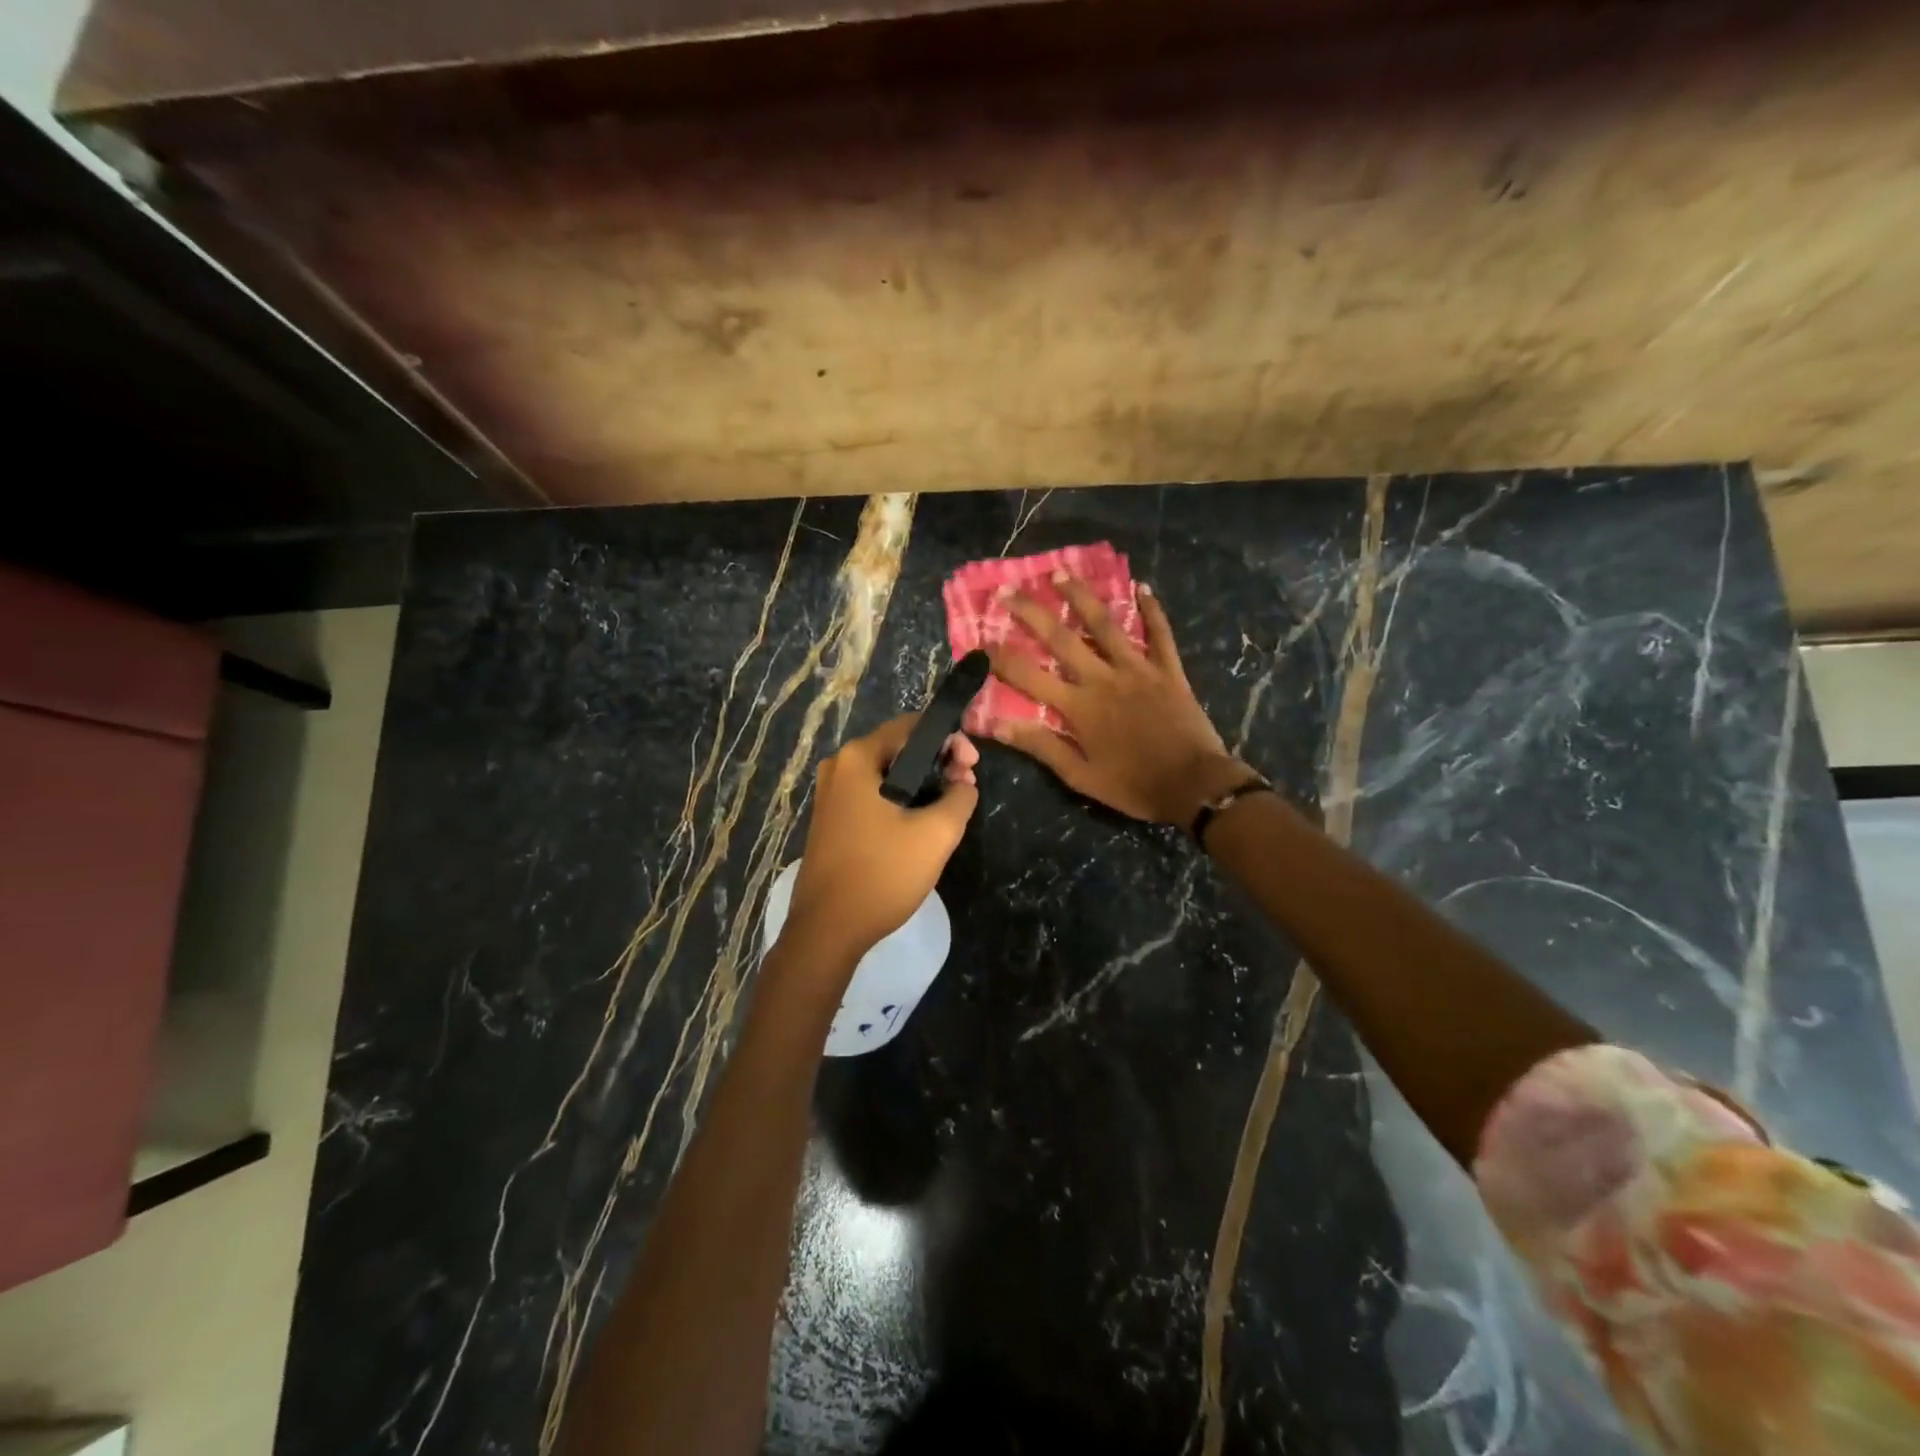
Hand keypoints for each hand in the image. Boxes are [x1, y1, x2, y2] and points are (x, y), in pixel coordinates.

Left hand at [786, 713, 979, 962]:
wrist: (828, 930)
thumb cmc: (882, 874)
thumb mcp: (936, 834)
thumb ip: (960, 798)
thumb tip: (963, 784)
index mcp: (857, 758)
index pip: (913, 726)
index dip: (950, 740)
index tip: (972, 768)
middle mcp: (838, 767)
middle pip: (898, 747)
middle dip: (937, 761)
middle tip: (966, 786)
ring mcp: (830, 794)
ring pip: (886, 773)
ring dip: (921, 782)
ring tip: (950, 805)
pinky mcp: (831, 819)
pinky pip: (872, 794)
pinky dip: (900, 799)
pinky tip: (919, 822)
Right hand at [985, 576, 1246, 824]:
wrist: (1195, 786)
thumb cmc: (1134, 786)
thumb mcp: (1081, 777)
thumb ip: (1042, 747)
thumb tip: (997, 726)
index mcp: (1079, 707)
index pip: (1029, 676)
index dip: (1001, 658)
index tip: (979, 642)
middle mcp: (1103, 678)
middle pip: (1061, 638)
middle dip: (1030, 613)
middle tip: (1007, 591)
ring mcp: (1138, 669)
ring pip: (1105, 625)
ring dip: (1081, 597)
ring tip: (1061, 573)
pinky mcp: (1168, 670)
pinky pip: (1160, 634)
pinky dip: (1152, 610)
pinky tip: (1142, 587)